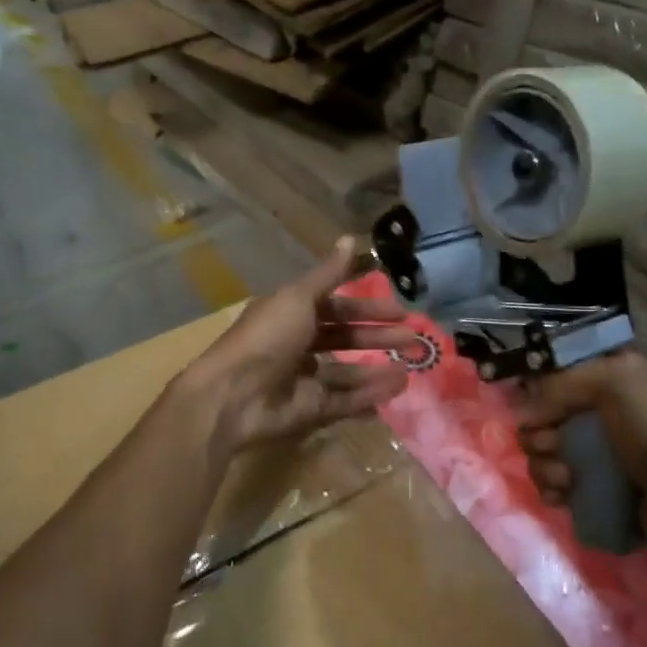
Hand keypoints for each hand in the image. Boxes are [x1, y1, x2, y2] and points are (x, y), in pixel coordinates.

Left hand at [182, 237, 417, 452]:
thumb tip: (349, 238)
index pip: (335, 306)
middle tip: (413, 338)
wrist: (233, 395)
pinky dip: (369, 395)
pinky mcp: (309, 408)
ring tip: (411, 367)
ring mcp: (303, 378)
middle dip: (378, 336)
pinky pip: (344, 400)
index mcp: (291, 313)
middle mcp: (297, 344)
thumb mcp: (298, 297)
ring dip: (378, 368)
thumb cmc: (266, 337)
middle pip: (344, 338)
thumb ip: (328, 274)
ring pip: (347, 371)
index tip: (399, 309)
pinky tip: (396, 389)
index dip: (366, 305)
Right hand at [515, 351, 646, 545]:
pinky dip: (552, 489)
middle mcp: (601, 409)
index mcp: (610, 376)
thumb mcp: (616, 384)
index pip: (554, 373)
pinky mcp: (594, 486)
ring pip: (544, 451)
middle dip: (539, 434)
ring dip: (545, 466)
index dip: (538, 390)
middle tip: (554, 447)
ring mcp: (598, 450)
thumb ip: (561, 384)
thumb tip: (520, 413)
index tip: (534, 410)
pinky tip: (562, 498)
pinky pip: (554, 482)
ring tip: (566, 480)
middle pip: (543, 415)